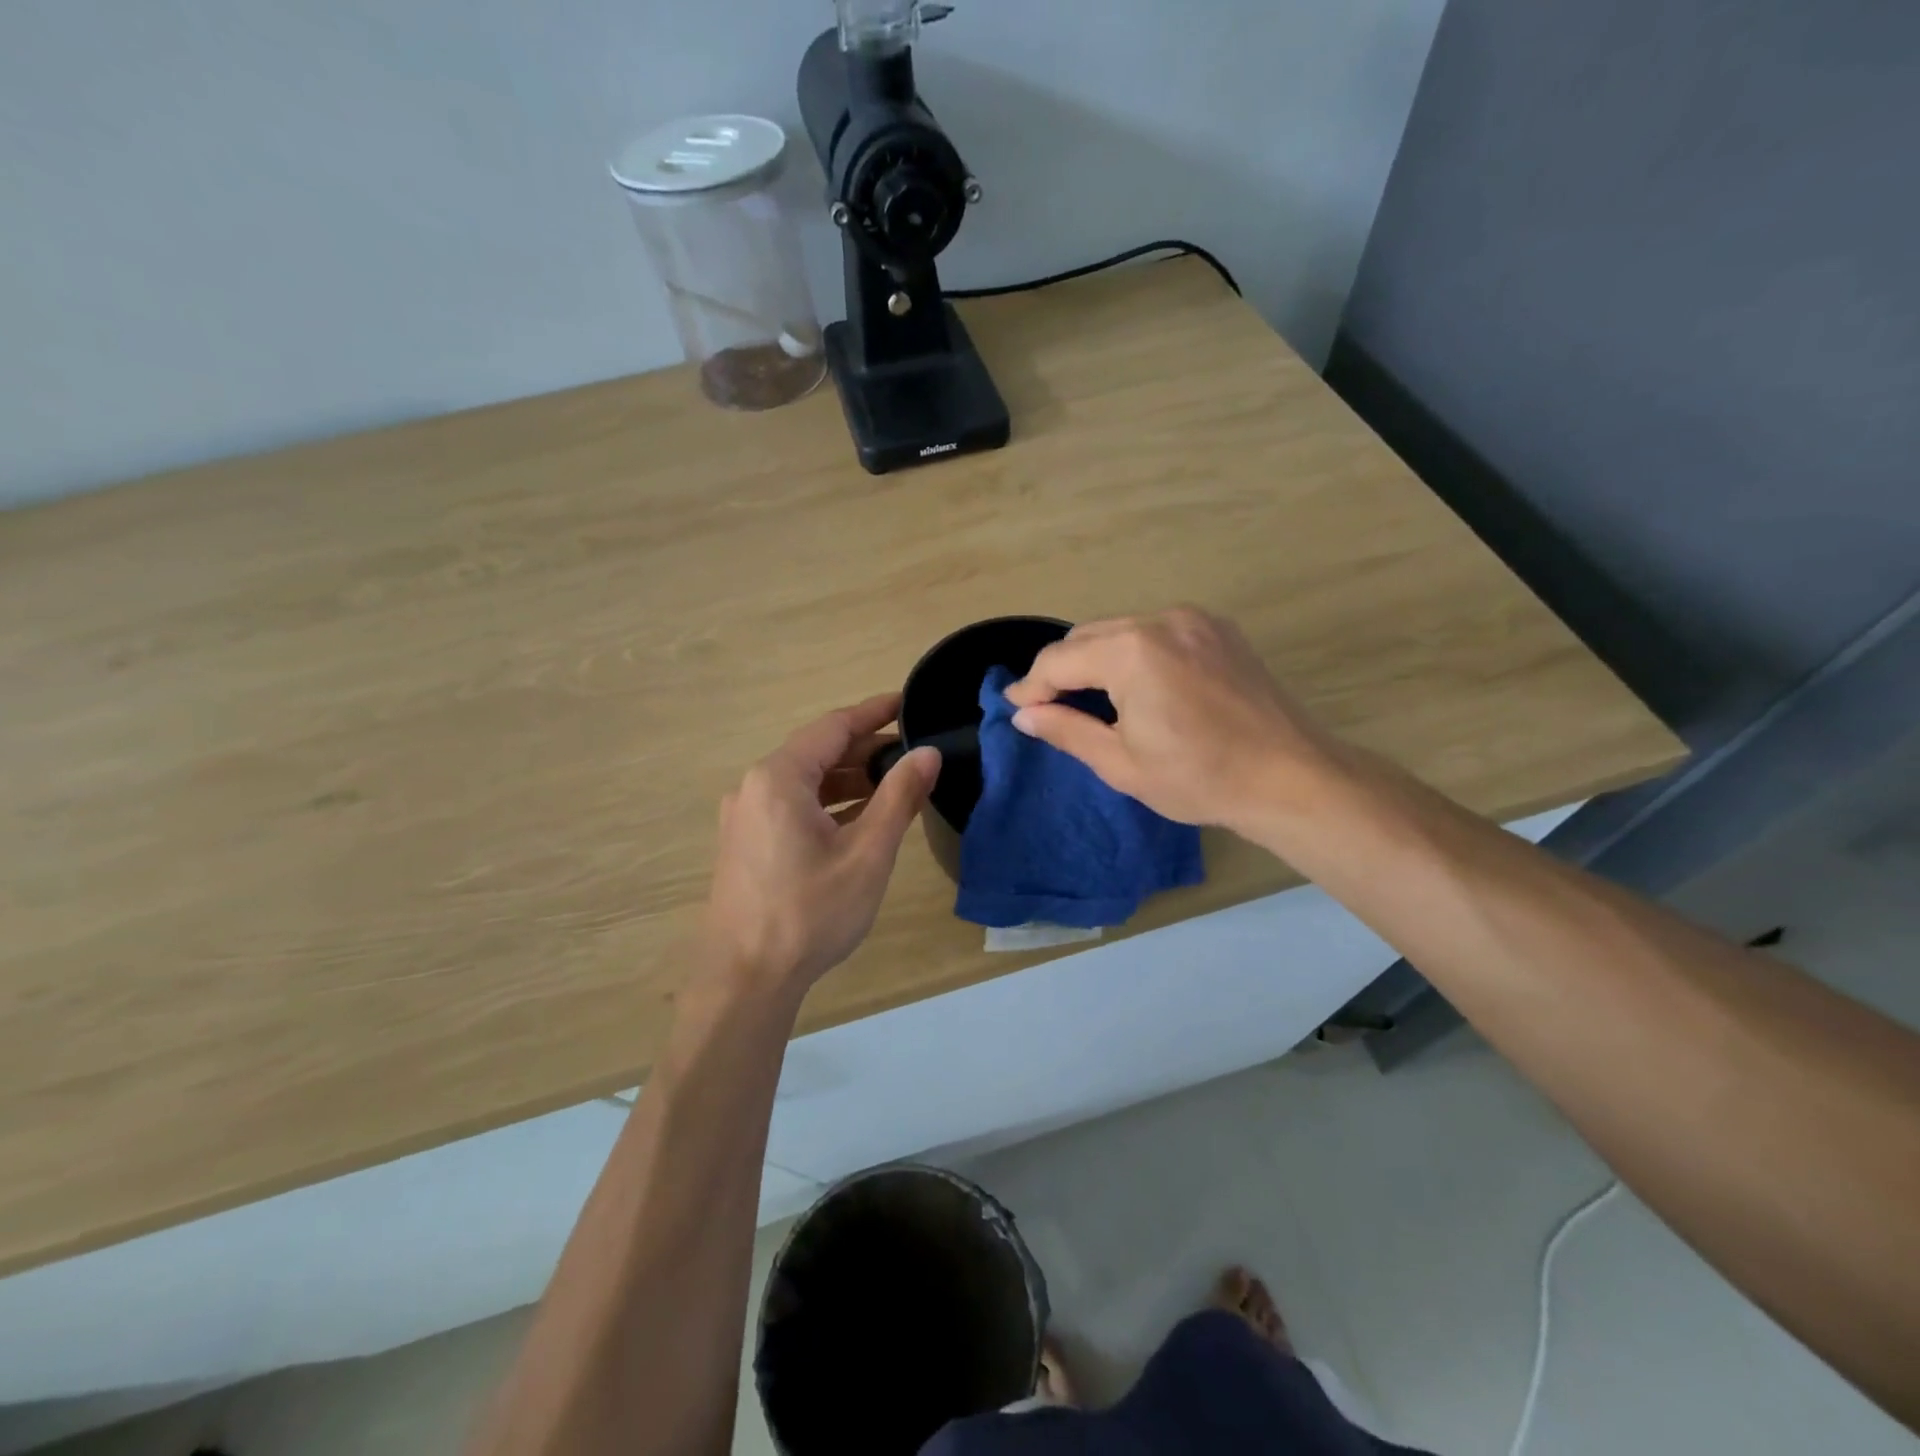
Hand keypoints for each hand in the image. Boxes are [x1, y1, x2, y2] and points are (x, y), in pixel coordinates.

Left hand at [703, 693, 939, 989]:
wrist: (746, 980)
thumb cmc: (810, 912)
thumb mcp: (867, 853)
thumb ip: (899, 797)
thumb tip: (927, 754)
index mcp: (779, 778)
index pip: (833, 727)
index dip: (874, 713)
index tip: (908, 703)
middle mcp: (754, 787)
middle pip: (817, 752)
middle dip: (865, 750)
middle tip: (912, 753)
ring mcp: (745, 817)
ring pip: (805, 783)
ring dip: (848, 780)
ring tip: (894, 785)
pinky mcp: (745, 844)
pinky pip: (792, 807)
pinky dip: (828, 805)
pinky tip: (860, 819)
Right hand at [1003, 606, 1337, 833]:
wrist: (1290, 776)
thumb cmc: (1199, 778)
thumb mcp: (1121, 763)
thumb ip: (1066, 730)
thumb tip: (1024, 714)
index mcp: (1132, 652)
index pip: (1059, 659)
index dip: (1031, 686)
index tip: (1016, 707)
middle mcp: (1160, 619)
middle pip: (1087, 636)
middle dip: (1061, 669)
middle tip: (1047, 706)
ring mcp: (1194, 619)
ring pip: (1120, 629)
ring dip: (1096, 658)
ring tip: (1089, 697)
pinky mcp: (1217, 628)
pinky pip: (1156, 631)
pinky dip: (1133, 652)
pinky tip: (1136, 684)